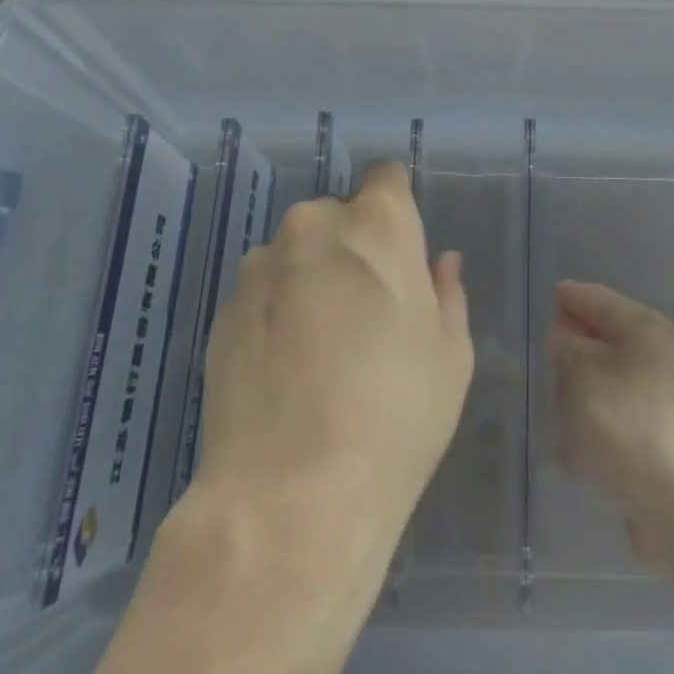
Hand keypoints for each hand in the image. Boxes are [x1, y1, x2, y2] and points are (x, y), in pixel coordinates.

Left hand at [195, 160, 473, 556]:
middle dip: (354, 246)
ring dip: (312, 275)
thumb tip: (439, 262)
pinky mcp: (224, 308)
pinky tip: (286, 366)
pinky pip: (263, 289)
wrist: (291, 497)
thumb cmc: (395, 417)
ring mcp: (261, 266)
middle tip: (367, 308)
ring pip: (297, 251)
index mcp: (378, 226)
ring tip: (320, 344)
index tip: (401, 247)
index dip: (397, 205)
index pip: (387, 177)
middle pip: (339, 215)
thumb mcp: (450, 356)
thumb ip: (447, 293)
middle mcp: (314, 227)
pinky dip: (277, 309)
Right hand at [550, 278, 673, 568]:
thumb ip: (567, 350)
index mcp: (644, 331)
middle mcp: (657, 362)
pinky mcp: (658, 450)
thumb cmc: (629, 424)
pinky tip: (570, 453)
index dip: (573, 297)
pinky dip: (594, 435)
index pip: (600, 300)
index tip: (551, 296)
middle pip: (607, 344)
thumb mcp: (583, 375)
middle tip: (547, 354)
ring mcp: (661, 408)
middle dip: (576, 350)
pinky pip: (615, 430)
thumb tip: (565, 339)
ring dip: (581, 396)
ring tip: (553, 406)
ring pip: (609, 389)